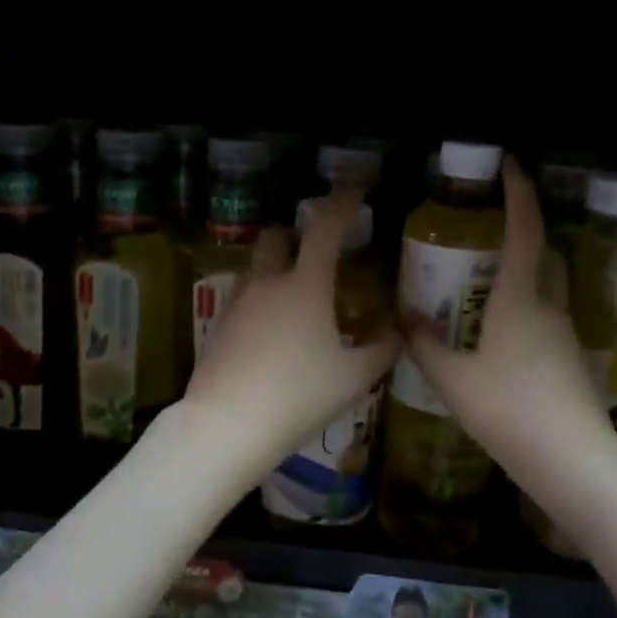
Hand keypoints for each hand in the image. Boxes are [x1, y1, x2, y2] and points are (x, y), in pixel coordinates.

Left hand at [184, 189, 398, 479]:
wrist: (226, 425)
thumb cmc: (298, 396)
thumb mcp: (353, 378)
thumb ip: (382, 350)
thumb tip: (397, 333)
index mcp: (306, 285)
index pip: (325, 226)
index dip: (342, 202)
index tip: (356, 191)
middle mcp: (268, 282)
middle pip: (277, 235)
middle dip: (297, 233)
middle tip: (319, 250)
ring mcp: (238, 302)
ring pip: (258, 267)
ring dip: (278, 268)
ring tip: (299, 299)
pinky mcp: (219, 325)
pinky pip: (244, 297)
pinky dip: (262, 300)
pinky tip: (274, 333)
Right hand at [401, 159, 612, 485]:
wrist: (574, 462)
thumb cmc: (511, 412)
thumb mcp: (454, 380)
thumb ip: (426, 346)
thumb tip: (406, 317)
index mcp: (519, 300)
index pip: (525, 231)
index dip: (519, 194)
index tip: (510, 165)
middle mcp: (548, 308)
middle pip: (543, 255)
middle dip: (522, 233)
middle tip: (487, 233)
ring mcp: (564, 335)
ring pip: (544, 289)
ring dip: (520, 277)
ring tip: (481, 289)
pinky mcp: (570, 362)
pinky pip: (544, 320)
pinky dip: (523, 312)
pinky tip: (497, 340)